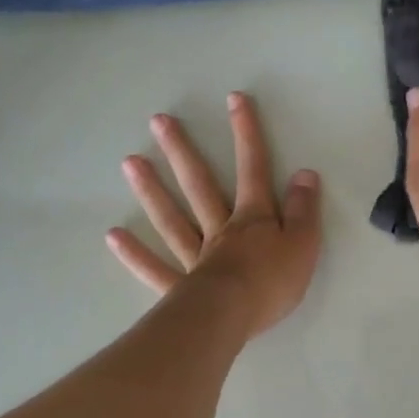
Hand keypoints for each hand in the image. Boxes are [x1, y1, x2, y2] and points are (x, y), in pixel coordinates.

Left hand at [107, 92, 322, 336]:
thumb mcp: (304, 244)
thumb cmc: (272, 282)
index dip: (246, 133)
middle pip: (199, 185)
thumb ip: (304, 209)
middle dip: (182, 151)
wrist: (233, 318)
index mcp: (253, 219)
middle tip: (158, 121)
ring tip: (130, 162)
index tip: (234, 99)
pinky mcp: (180, 288)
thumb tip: (304, 173)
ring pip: (172, 219)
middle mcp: (220, 230)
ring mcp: (195, 257)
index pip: (253, 169)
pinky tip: (114, 235)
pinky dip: (135, 254)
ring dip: (152, 190)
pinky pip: (155, 268)